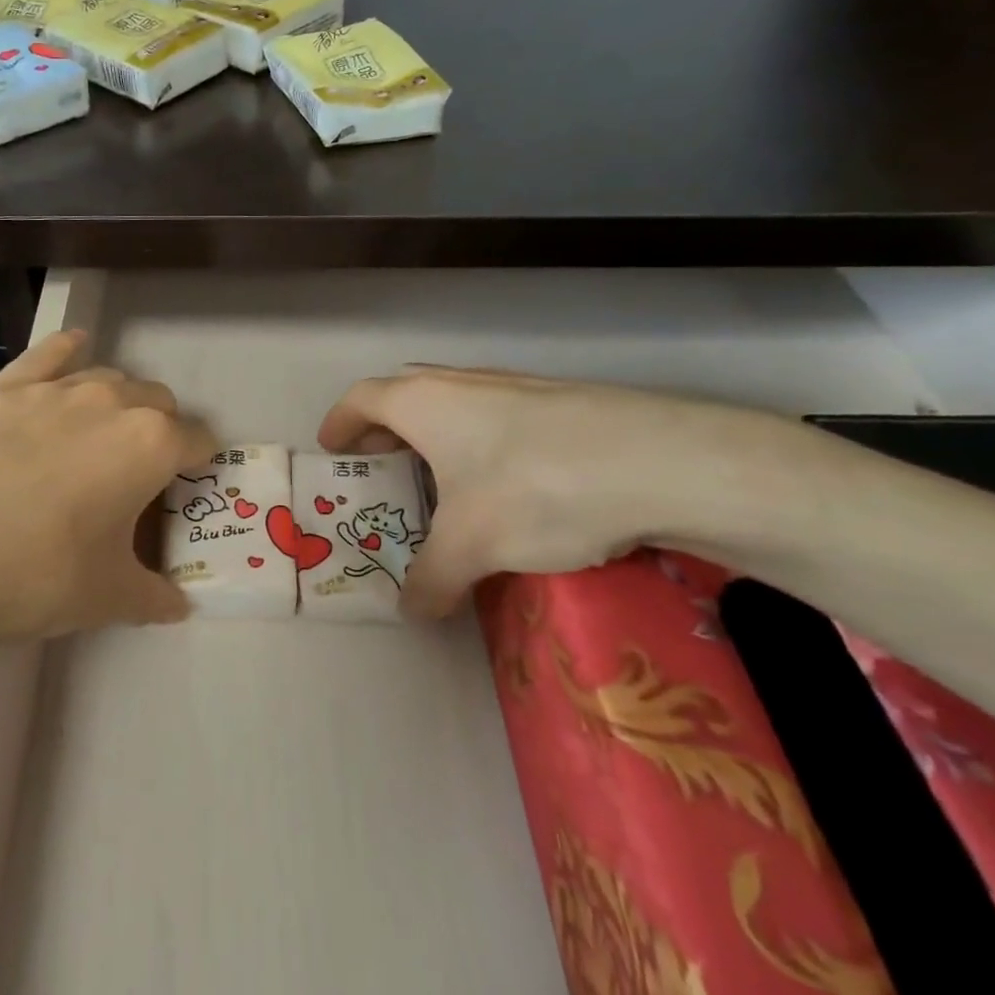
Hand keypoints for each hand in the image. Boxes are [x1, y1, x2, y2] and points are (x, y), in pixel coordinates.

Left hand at [0, 329, 212, 667]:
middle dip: (161, 429)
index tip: (189, 484)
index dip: (200, 462)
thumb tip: (178, 606)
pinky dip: (67, 352)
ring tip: (101, 432)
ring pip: (108, 377)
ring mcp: (54, 389)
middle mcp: (112, 402)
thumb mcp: (107, 597)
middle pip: (158, 401)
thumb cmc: (37, 574)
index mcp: (151, 445)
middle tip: (138, 472)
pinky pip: (49, 354)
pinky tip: (72, 350)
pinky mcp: (3, 387)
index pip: (198, 440)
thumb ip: (153, 597)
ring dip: (119, 400)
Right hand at [317, 367, 796, 617]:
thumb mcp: (471, 546)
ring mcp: (515, 387)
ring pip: (454, 406)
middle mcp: (462, 383)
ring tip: (441, 484)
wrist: (662, 462)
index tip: (332, 451)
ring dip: (435, 438)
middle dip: (384, 431)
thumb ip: (430, 580)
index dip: (340, 424)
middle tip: (380, 468)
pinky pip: (496, 418)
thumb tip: (411, 611)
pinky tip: (505, 488)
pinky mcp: (560, 404)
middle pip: (404, 396)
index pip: (361, 399)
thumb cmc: (535, 490)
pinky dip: (479, 445)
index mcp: (423, 402)